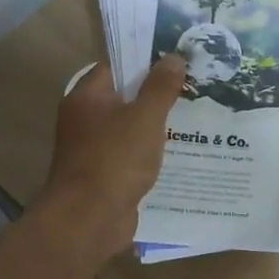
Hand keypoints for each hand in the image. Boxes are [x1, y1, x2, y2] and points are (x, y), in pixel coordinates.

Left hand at [39, 56, 185, 253]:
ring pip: (130, 128)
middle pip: (124, 97)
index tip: (175, 59)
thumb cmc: (114, 160)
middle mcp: (85, 119)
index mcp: (87, 98)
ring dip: (155, 125)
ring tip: (193, 116)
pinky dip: (151, 152)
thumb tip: (174, 58)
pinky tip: (180, 151)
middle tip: (191, 86)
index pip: (116, 67)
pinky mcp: (104, 175)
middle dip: (155, 93)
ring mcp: (93, 149)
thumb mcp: (145, 117)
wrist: (88, 221)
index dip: (144, 60)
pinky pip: (131, 155)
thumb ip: (160, 87)